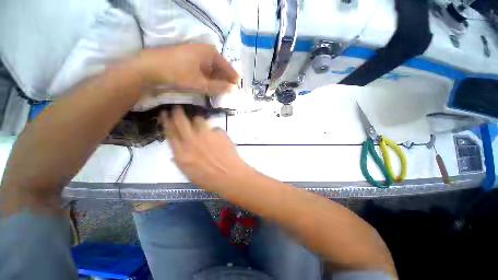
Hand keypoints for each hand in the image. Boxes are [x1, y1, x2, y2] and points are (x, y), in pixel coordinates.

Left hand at [137, 44, 238, 94]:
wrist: (151, 67)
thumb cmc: (178, 73)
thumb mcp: (201, 83)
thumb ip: (219, 87)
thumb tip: (233, 90)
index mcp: (211, 53)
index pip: (228, 68)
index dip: (233, 80)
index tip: (238, 90)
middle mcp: (206, 51)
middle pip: (221, 68)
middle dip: (226, 81)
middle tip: (230, 92)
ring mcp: (198, 54)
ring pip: (213, 70)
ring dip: (217, 81)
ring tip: (222, 91)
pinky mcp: (191, 59)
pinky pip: (205, 70)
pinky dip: (209, 78)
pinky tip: (211, 86)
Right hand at [161, 106, 253, 190]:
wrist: (230, 176)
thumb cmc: (209, 180)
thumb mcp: (189, 174)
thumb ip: (181, 160)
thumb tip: (176, 151)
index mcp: (182, 153)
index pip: (170, 133)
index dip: (166, 121)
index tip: (164, 113)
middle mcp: (192, 141)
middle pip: (181, 121)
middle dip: (177, 112)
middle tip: (177, 108)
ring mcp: (206, 135)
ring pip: (198, 120)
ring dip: (198, 121)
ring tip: (201, 125)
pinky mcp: (219, 132)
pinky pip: (214, 128)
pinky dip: (214, 132)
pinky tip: (219, 139)